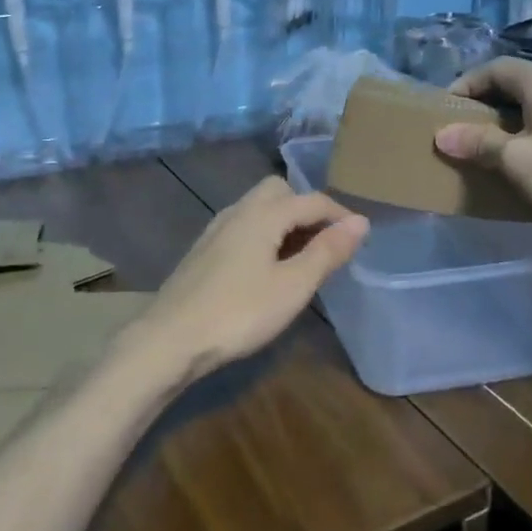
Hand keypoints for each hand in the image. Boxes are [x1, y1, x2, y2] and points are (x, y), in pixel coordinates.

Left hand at [132, 177, 368, 379]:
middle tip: (326, 243)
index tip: (361, 237)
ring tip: (301, 257)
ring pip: (259, 208)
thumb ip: (327, 251)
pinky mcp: (204, 249)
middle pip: (280, 191)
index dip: (340, 215)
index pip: (312, 200)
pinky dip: (265, 234)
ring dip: (285, 221)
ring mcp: (217, 229)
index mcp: (264, 213)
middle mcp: (239, 210)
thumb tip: (360, 221)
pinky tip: (267, 267)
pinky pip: (244, 226)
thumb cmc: (240, 312)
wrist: (170, 339)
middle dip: (307, 208)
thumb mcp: (293, 286)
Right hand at [434, 58, 531, 222]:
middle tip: (463, 130)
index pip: (493, 69)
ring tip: (490, 147)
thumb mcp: (517, 159)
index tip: (445, 109)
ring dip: (510, 121)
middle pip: (515, 84)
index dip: (465, 85)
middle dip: (486, 105)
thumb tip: (442, 134)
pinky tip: (527, 159)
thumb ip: (478, 143)